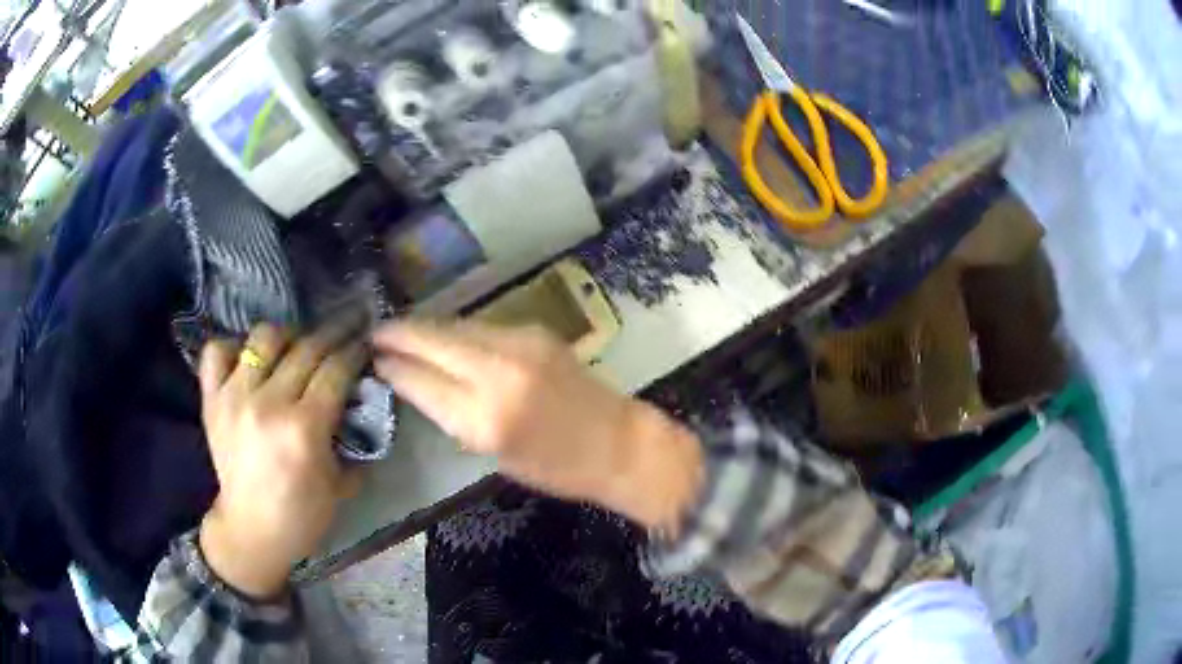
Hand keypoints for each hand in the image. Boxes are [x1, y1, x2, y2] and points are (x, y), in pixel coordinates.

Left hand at [197, 319, 367, 599]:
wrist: (252, 530)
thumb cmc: (302, 513)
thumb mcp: (341, 482)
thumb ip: (353, 438)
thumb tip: (362, 401)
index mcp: (304, 428)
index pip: (335, 369)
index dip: (355, 350)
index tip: (365, 343)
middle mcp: (268, 403)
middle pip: (306, 347)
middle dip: (332, 334)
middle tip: (344, 331)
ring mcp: (235, 397)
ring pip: (264, 338)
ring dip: (287, 337)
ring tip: (295, 346)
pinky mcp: (211, 399)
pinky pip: (217, 351)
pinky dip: (234, 348)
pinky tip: (249, 361)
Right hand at [372, 320, 702, 530]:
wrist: (617, 443)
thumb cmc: (556, 468)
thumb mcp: (494, 454)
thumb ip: (455, 417)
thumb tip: (421, 386)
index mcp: (485, 418)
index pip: (422, 381)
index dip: (394, 368)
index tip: (373, 360)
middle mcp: (499, 372)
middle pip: (434, 341)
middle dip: (399, 334)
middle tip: (374, 333)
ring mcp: (520, 344)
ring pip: (457, 326)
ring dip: (427, 329)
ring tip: (402, 332)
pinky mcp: (535, 332)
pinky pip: (481, 327)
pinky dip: (457, 332)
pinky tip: (445, 337)